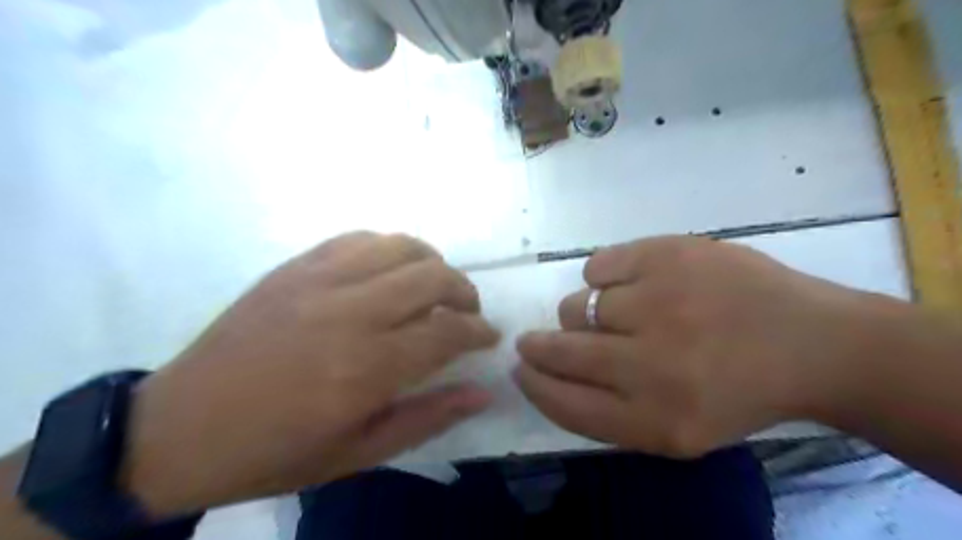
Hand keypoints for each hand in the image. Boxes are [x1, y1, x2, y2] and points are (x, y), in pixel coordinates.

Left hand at [123, 229, 496, 514]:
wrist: (181, 428)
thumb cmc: (276, 451)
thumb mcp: (359, 453)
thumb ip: (429, 417)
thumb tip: (482, 390)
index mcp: (365, 369)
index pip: (447, 332)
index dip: (478, 331)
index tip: (488, 336)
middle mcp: (348, 313)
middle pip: (432, 277)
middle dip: (465, 291)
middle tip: (468, 312)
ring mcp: (317, 281)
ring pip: (400, 246)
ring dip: (432, 262)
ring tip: (435, 286)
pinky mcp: (294, 267)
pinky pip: (357, 238)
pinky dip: (388, 248)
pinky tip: (389, 270)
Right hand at [514, 236, 889, 458]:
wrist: (813, 343)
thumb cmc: (738, 393)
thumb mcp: (675, 431)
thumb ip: (607, 411)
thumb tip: (546, 372)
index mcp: (654, 420)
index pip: (563, 403)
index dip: (533, 384)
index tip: (521, 370)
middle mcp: (650, 364)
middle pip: (560, 350)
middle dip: (536, 347)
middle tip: (531, 341)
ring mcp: (659, 302)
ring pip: (577, 305)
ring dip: (583, 314)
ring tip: (617, 314)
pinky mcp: (667, 254)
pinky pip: (599, 265)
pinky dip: (605, 276)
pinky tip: (633, 283)